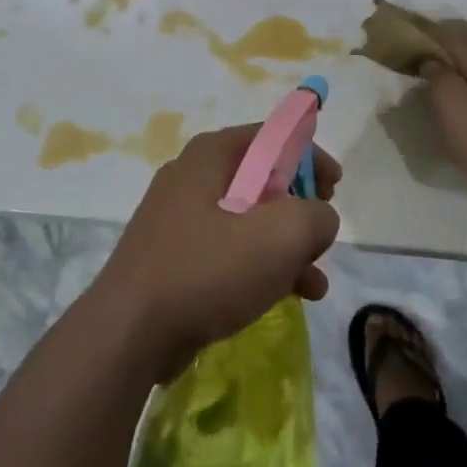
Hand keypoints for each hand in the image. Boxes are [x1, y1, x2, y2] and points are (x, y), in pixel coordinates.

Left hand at [94, 125, 340, 379]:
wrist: (130, 331)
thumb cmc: (209, 268)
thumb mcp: (282, 235)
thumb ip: (317, 215)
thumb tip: (319, 217)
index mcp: (212, 154)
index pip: (272, 136)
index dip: (310, 156)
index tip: (336, 187)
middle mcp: (192, 176)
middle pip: (262, 178)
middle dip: (300, 207)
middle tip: (322, 234)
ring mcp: (179, 218)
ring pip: (248, 219)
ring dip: (286, 245)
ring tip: (315, 279)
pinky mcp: (175, 256)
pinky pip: (229, 250)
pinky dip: (261, 266)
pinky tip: (291, 296)